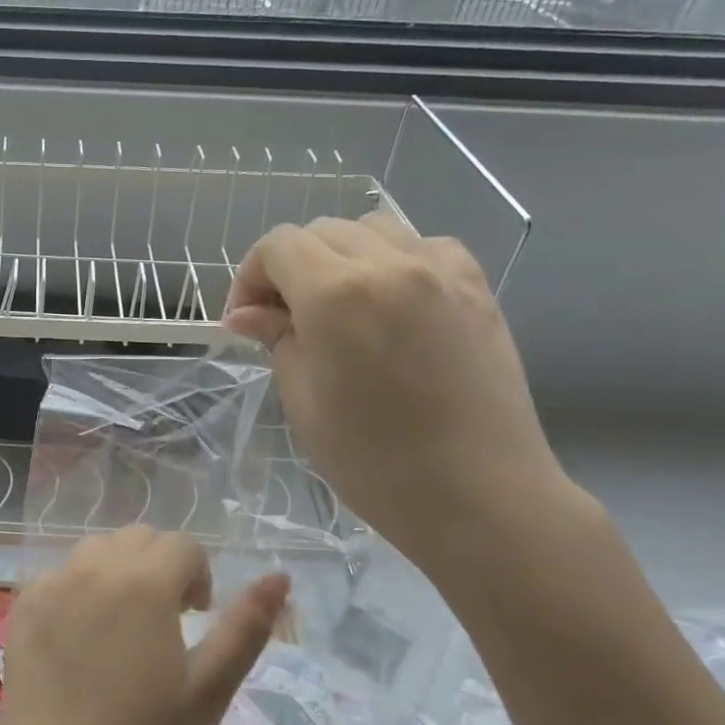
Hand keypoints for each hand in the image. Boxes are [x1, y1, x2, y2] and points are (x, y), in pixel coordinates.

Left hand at [0, 528, 286, 724]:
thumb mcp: (209, 690)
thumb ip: (246, 627)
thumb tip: (280, 577)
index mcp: (143, 583)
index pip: (182, 544)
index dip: (198, 576)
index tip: (195, 618)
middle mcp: (94, 568)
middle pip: (139, 538)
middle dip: (162, 566)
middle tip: (165, 621)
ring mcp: (53, 583)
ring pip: (98, 548)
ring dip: (121, 570)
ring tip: (124, 623)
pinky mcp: (25, 603)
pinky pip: (62, 572)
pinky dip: (81, 586)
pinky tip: (82, 636)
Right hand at [224, 212, 571, 577]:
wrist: (479, 496)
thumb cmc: (374, 461)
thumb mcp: (304, 400)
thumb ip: (277, 339)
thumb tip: (246, 314)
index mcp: (337, 294)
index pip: (278, 246)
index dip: (249, 275)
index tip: (245, 320)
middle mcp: (391, 265)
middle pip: (322, 230)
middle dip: (290, 266)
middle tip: (282, 318)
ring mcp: (442, 271)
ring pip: (373, 228)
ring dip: (341, 256)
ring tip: (337, 306)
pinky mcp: (477, 288)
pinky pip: (424, 246)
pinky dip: (394, 260)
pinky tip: (391, 303)